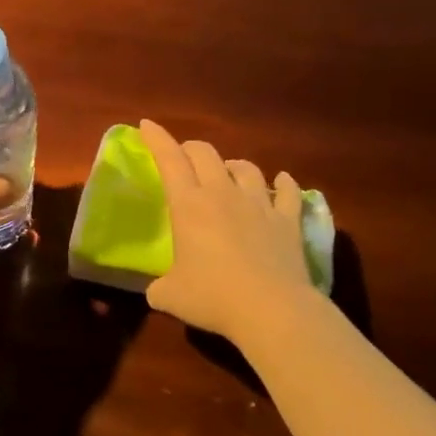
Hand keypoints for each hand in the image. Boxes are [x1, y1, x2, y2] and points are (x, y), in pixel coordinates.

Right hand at [138, 119, 315, 342]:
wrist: (272, 310)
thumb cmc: (213, 298)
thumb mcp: (170, 296)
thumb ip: (159, 287)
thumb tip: (157, 291)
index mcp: (189, 205)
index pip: (169, 160)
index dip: (156, 139)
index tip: (146, 125)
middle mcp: (223, 194)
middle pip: (206, 154)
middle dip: (191, 149)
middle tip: (184, 157)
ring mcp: (259, 204)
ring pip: (246, 168)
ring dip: (232, 165)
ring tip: (228, 172)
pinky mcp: (288, 220)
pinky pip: (288, 192)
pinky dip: (284, 184)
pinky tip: (283, 181)